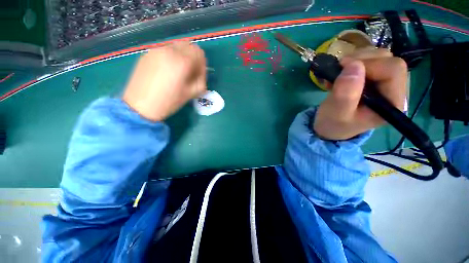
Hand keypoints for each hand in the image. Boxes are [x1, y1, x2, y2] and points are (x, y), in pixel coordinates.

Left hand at [123, 42, 206, 121]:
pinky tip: (167, 71)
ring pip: (176, 47)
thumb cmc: (168, 102)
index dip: (202, 65)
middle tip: (191, 72)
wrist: (140, 106)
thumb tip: (201, 74)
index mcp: (182, 62)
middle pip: (188, 45)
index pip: (199, 53)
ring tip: (179, 72)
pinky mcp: (147, 54)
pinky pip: (165, 51)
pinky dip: (171, 57)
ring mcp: (156, 51)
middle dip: (193, 58)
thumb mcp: (191, 94)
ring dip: (182, 56)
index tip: (199, 76)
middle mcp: (169, 51)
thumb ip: (200, 81)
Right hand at [313, 48, 407, 139]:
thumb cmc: (334, 123)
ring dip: (355, 60)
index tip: (343, 70)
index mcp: (392, 102)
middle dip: (360, 61)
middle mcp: (394, 89)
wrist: (330, 125)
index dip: (369, 65)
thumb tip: (353, 66)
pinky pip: (369, 59)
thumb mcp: (336, 113)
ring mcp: (385, 82)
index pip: (393, 70)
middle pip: (388, 59)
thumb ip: (345, 94)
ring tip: (338, 75)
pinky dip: (352, 62)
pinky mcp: (375, 78)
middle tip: (339, 71)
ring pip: (379, 56)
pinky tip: (341, 74)